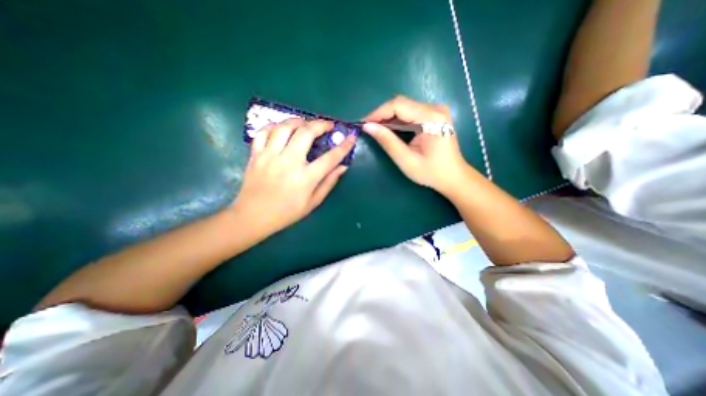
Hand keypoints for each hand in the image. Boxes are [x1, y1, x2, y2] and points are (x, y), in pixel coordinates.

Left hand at [235, 118, 356, 234]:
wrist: (253, 217)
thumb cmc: (286, 213)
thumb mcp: (313, 202)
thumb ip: (328, 183)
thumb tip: (342, 167)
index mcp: (305, 178)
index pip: (330, 158)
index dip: (343, 146)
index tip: (351, 137)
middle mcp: (288, 163)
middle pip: (306, 133)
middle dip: (320, 125)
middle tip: (327, 125)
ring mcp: (269, 156)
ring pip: (284, 127)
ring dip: (298, 121)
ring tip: (306, 124)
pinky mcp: (256, 155)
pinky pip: (264, 132)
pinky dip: (275, 126)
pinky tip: (282, 129)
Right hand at [363, 96, 473, 193]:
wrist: (453, 177)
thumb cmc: (431, 172)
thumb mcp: (406, 159)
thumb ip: (387, 141)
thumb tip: (368, 127)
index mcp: (431, 117)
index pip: (398, 105)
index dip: (378, 113)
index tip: (363, 123)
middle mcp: (435, 109)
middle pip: (401, 104)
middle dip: (382, 115)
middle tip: (368, 128)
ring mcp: (436, 111)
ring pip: (405, 108)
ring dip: (388, 118)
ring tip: (375, 129)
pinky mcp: (434, 116)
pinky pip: (410, 113)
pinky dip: (397, 121)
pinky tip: (389, 130)